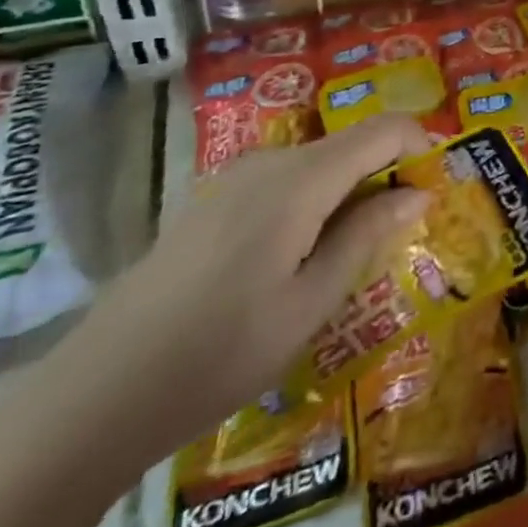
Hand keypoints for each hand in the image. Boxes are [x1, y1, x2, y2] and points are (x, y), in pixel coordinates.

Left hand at [58, 115, 432, 458]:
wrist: (94, 397)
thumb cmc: (219, 353)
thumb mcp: (311, 303)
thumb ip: (368, 235)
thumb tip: (417, 193)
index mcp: (301, 180)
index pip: (384, 129)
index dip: (420, 148)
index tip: (434, 193)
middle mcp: (270, 163)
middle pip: (352, 143)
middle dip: (387, 175)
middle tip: (396, 236)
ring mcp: (235, 179)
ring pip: (319, 162)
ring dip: (350, 191)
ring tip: (349, 255)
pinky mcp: (212, 201)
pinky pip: (285, 180)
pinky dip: (314, 202)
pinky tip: (296, 260)